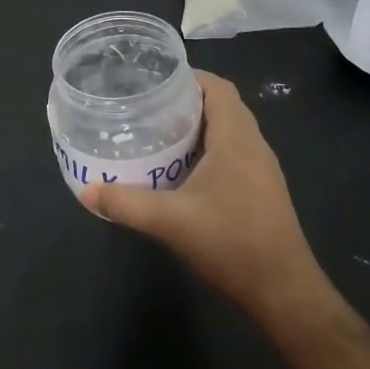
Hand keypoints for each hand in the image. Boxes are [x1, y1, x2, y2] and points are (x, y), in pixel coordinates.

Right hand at [82, 70, 331, 326]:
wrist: (283, 291)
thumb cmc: (231, 243)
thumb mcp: (170, 221)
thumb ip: (126, 203)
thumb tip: (87, 190)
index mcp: (237, 139)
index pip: (219, 88)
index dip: (189, 77)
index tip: (154, 81)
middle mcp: (254, 146)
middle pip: (222, 106)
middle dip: (186, 102)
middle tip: (147, 107)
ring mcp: (261, 170)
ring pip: (228, 132)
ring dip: (197, 128)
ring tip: (157, 134)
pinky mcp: (261, 191)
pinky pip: (232, 154)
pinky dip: (207, 151)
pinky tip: (180, 171)